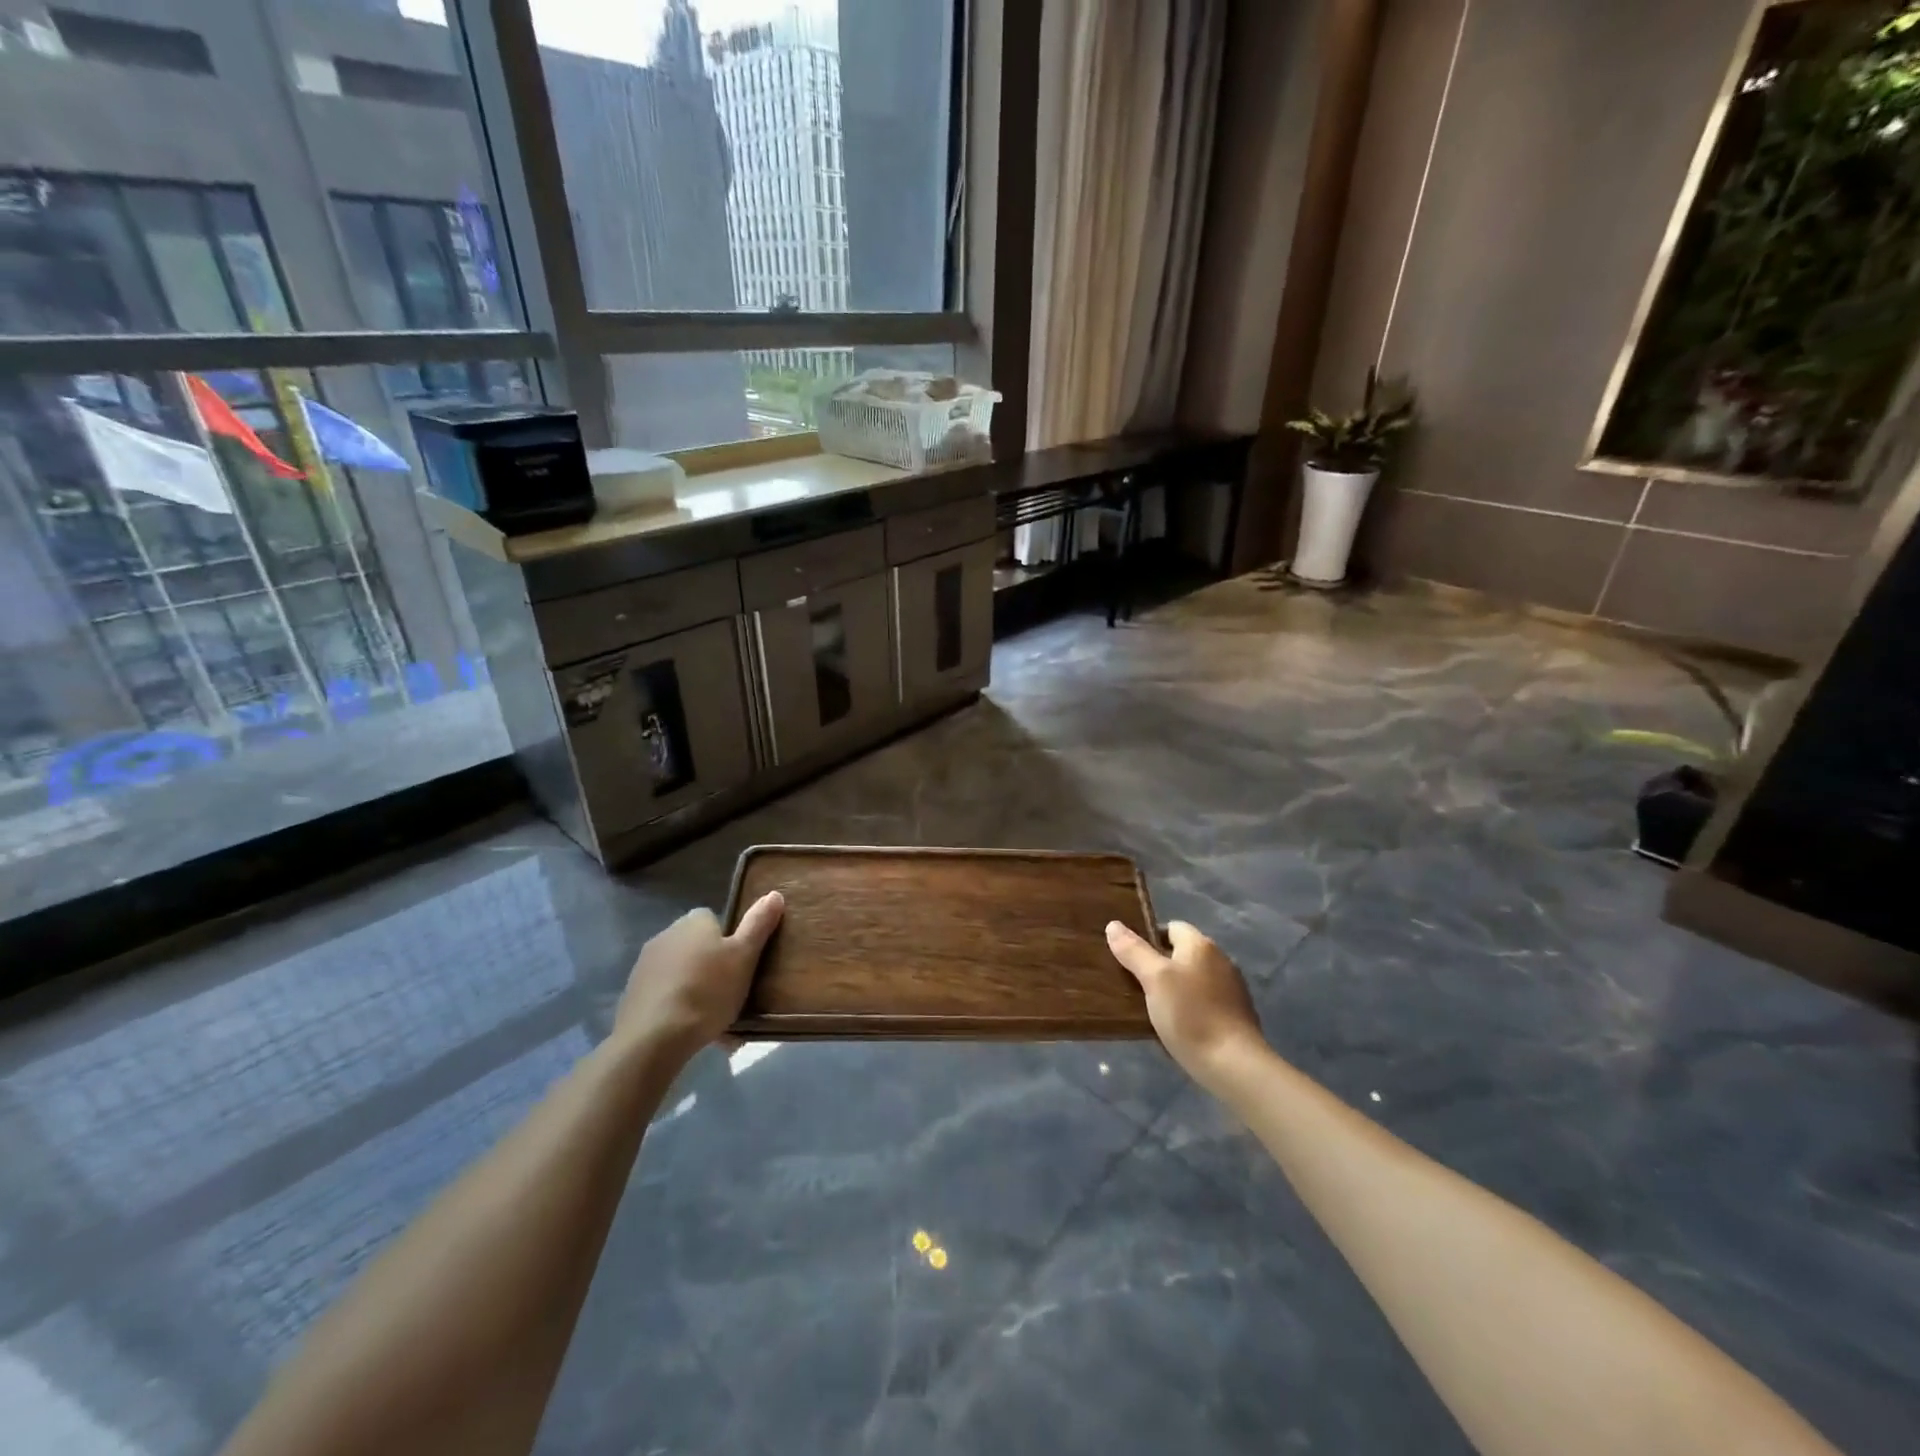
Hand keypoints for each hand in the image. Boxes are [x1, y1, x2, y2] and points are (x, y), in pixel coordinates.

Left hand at [613, 892, 783, 1059]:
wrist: (654, 1038)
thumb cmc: (707, 991)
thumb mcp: (744, 956)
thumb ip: (758, 924)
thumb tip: (774, 894)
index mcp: (694, 922)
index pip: (715, 919)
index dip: (730, 940)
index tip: (741, 963)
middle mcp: (666, 935)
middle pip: (697, 946)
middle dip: (712, 966)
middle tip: (732, 993)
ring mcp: (645, 966)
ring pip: (682, 973)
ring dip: (696, 988)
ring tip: (715, 1019)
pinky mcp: (633, 995)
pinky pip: (666, 996)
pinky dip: (678, 1008)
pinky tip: (691, 1030)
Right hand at [1106, 920, 1263, 1082]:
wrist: (1234, 1065)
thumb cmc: (1190, 1015)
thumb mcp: (1154, 979)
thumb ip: (1134, 951)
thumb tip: (1114, 925)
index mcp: (1201, 945)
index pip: (1170, 927)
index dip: (1148, 938)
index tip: (1130, 959)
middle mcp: (1221, 959)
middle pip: (1182, 953)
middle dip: (1160, 965)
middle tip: (1136, 984)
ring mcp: (1232, 988)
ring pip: (1194, 978)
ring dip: (1176, 988)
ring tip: (1153, 1008)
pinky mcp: (1237, 1014)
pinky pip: (1205, 1001)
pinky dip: (1191, 1007)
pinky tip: (1179, 1026)